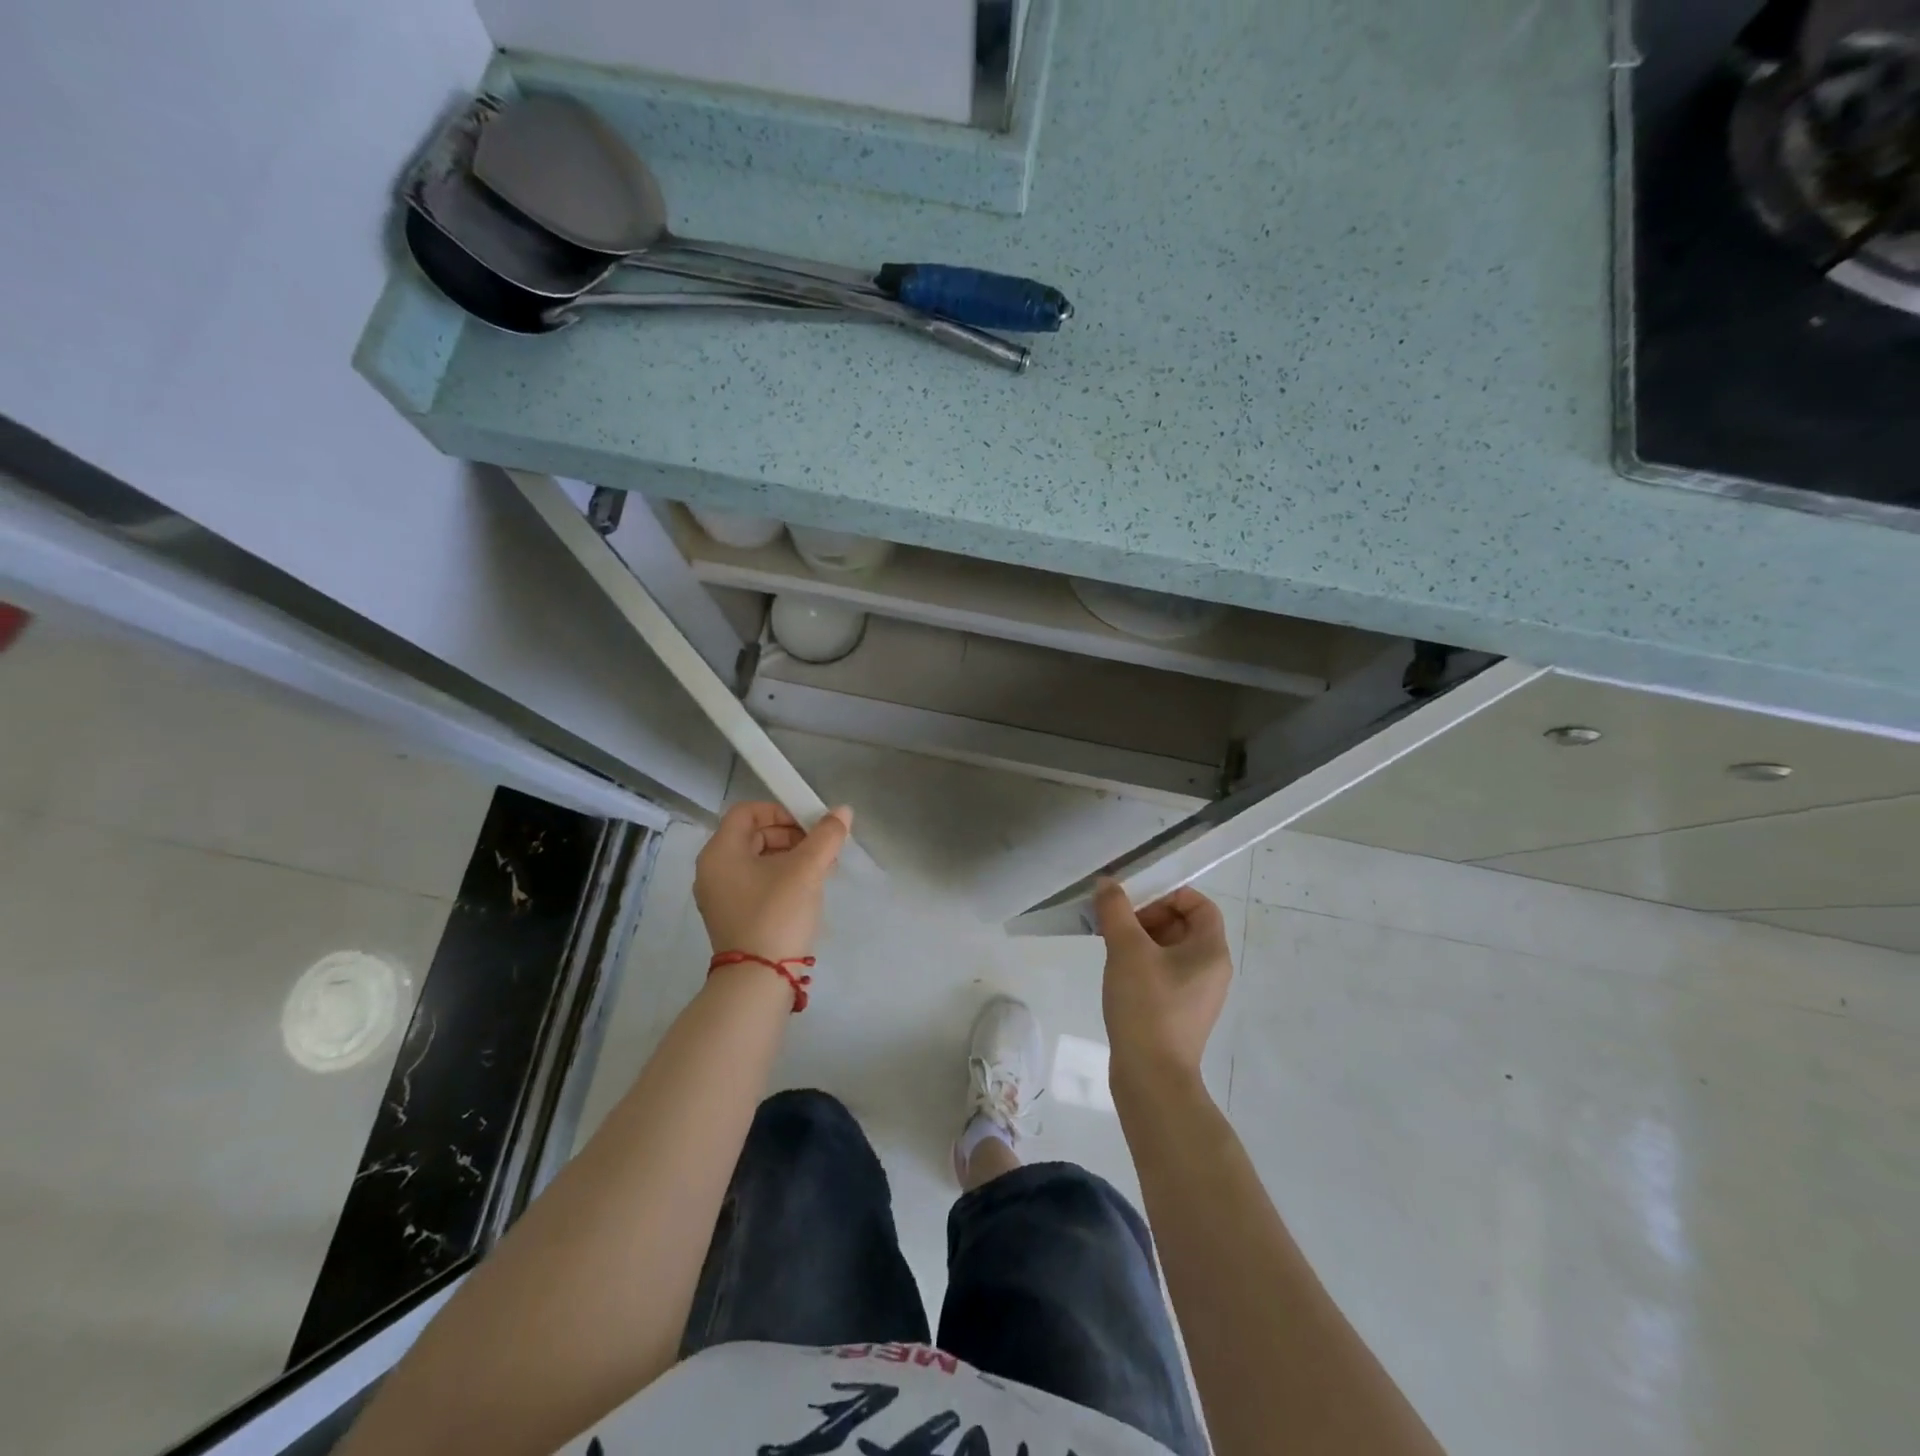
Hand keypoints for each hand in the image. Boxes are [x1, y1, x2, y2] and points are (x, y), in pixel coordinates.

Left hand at [693, 802, 851, 963]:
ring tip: (822, 869)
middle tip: (821, 846)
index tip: (809, 824)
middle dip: (791, 835)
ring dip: (791, 857)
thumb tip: (843, 811)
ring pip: (757, 861)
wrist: (758, 980)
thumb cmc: (777, 914)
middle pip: (753, 835)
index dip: (780, 810)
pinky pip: (756, 883)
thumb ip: (826, 836)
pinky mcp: (733, 917)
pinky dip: (781, 878)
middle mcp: (713, 870)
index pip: (747, 812)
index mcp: (720, 852)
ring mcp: (721, 896)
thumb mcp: (806, 870)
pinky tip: (808, 889)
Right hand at [1095, 878, 1232, 1090]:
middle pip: (1183, 925)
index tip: (1135, 900)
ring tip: (1109, 943)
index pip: (1200, 905)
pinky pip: (1163, 973)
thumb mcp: (1127, 950)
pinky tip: (1116, 972)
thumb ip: (1116, 910)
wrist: (1151, 1078)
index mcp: (1211, 951)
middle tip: (1115, 921)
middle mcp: (1210, 970)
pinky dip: (1141, 963)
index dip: (1169, 894)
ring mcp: (1196, 994)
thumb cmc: (1147, 1006)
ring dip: (1140, 939)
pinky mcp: (1178, 1013)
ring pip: (1170, 950)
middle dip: (1148, 916)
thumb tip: (1107, 883)